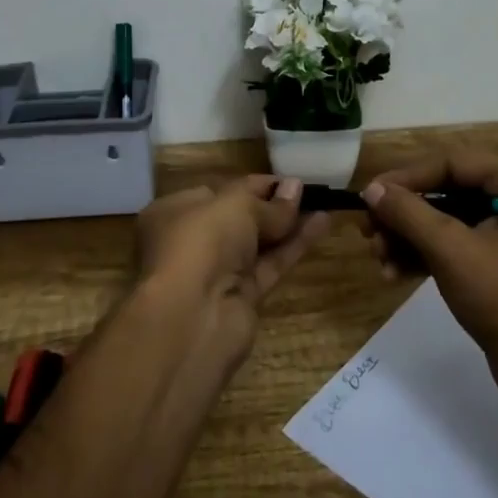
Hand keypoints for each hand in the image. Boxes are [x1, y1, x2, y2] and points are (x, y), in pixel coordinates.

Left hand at [135, 176, 331, 344]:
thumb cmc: (202, 242)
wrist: (192, 318)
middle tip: (307, 191)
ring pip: (257, 243)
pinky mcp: (240, 298)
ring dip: (288, 224)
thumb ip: (269, 202)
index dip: (253, 185)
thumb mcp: (236, 206)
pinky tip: (321, 225)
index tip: (286, 179)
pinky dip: (293, 247)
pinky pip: (270, 265)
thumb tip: (296, 188)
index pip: (218, 192)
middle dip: (272, 205)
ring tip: (323, 204)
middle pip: (238, 219)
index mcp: (174, 213)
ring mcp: (216, 273)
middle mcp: (191, 242)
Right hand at [360, 150, 497, 409]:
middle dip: (403, 214)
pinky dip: (422, 256)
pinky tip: (393, 273)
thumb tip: (371, 188)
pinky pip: (451, 245)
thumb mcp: (452, 250)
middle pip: (444, 191)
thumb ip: (408, 213)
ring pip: (443, 220)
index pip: (451, 163)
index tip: (370, 195)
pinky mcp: (494, 263)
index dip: (407, 177)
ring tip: (378, 258)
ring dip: (407, 237)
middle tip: (368, 231)